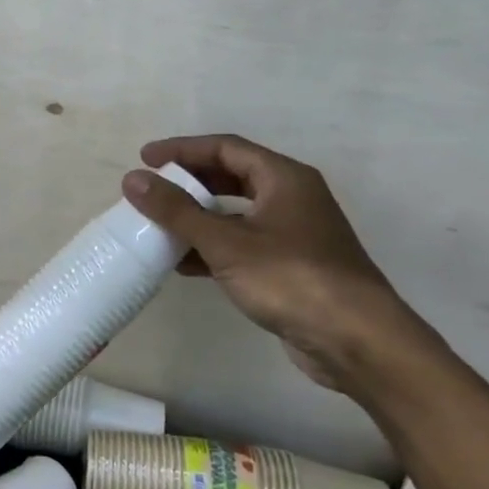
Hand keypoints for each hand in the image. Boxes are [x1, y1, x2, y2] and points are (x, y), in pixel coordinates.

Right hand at [122, 134, 442, 391]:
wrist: (356, 340)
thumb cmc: (291, 278)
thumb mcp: (225, 242)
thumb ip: (176, 210)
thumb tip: (133, 179)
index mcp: (283, 178)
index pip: (225, 147)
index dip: (182, 149)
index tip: (145, 158)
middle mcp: (292, 198)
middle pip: (231, 177)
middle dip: (189, 183)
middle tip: (152, 190)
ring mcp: (294, 233)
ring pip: (236, 214)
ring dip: (198, 218)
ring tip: (159, 227)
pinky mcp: (291, 266)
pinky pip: (243, 244)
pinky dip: (213, 248)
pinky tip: (184, 264)